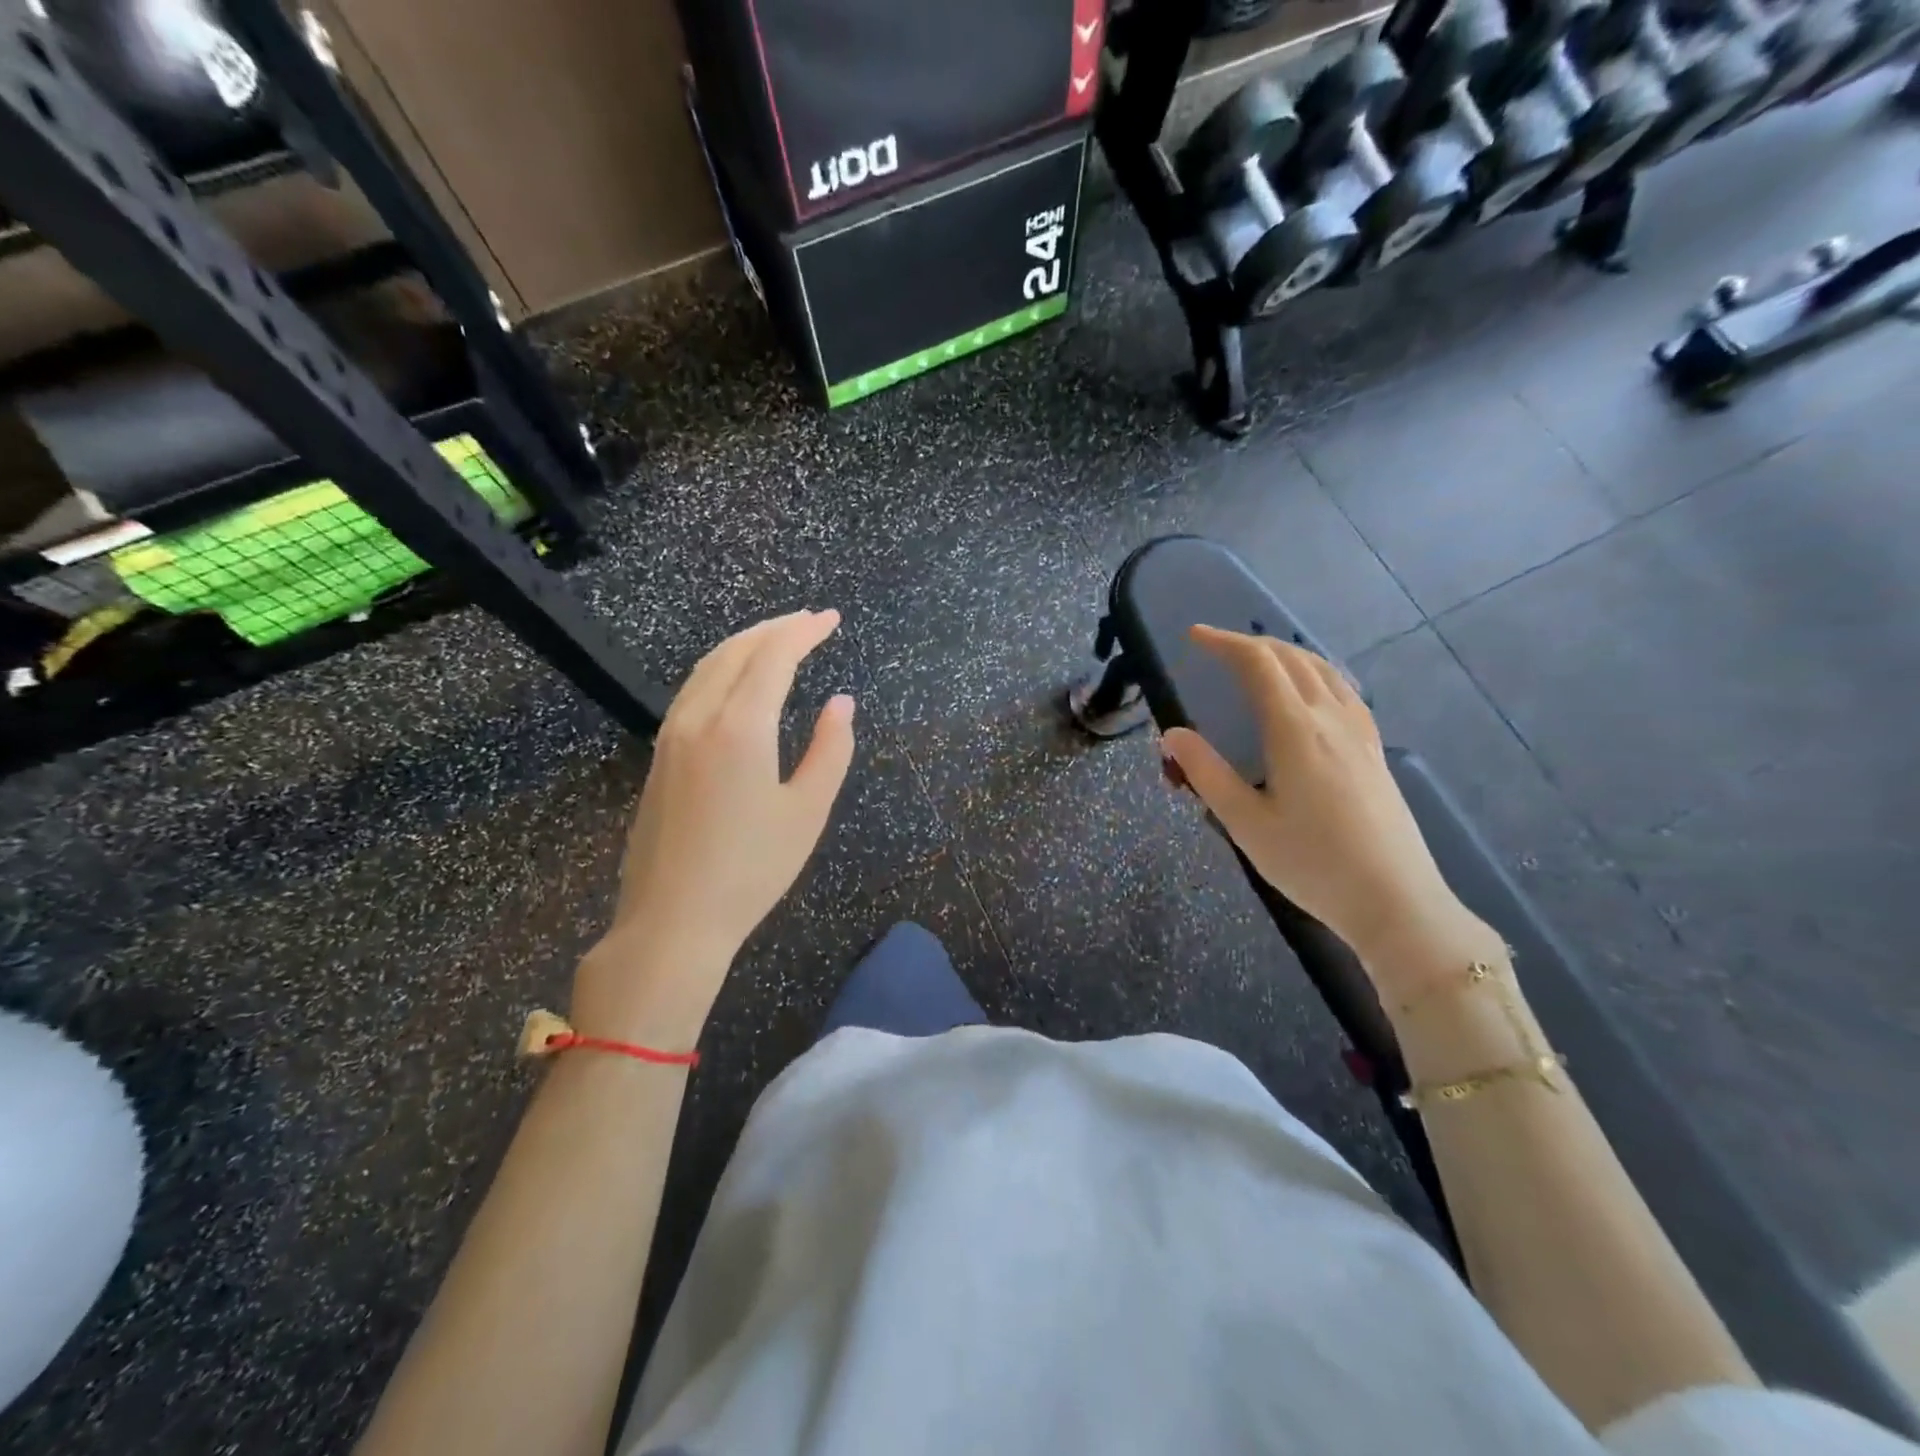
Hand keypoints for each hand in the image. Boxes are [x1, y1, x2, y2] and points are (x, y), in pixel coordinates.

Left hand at [572, 610, 855, 1046]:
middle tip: (810, 621)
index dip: (804, 631)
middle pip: (736, 651)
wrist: (672, 921)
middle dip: (775, 628)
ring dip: (745, 644)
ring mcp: (671, 735)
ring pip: (707, 667)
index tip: (831, 619)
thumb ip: (831, 749)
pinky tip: (738, 682)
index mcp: (740, 727)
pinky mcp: (660, 756)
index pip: (773, 656)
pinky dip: (722, 668)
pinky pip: (692, 690)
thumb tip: (842, 702)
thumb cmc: (751, 870)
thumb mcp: (808, 811)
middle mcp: (699, 718)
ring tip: (778, 640)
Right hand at [1161, 626, 1493, 989]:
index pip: (1259, 664)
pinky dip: (1315, 673)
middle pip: (1292, 659)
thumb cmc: (1311, 864)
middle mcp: (1331, 719)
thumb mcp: (1245, 823)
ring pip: (1323, 670)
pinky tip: (1310, 693)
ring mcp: (1359, 733)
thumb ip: (1206, 773)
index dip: (1224, 643)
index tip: (1194, 636)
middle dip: (1251, 643)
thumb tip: (1173, 734)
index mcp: (1296, 730)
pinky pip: (1343, 691)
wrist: (1395, 901)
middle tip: (1216, 649)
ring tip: (1258, 661)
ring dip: (1286, 654)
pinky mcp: (1374, 751)